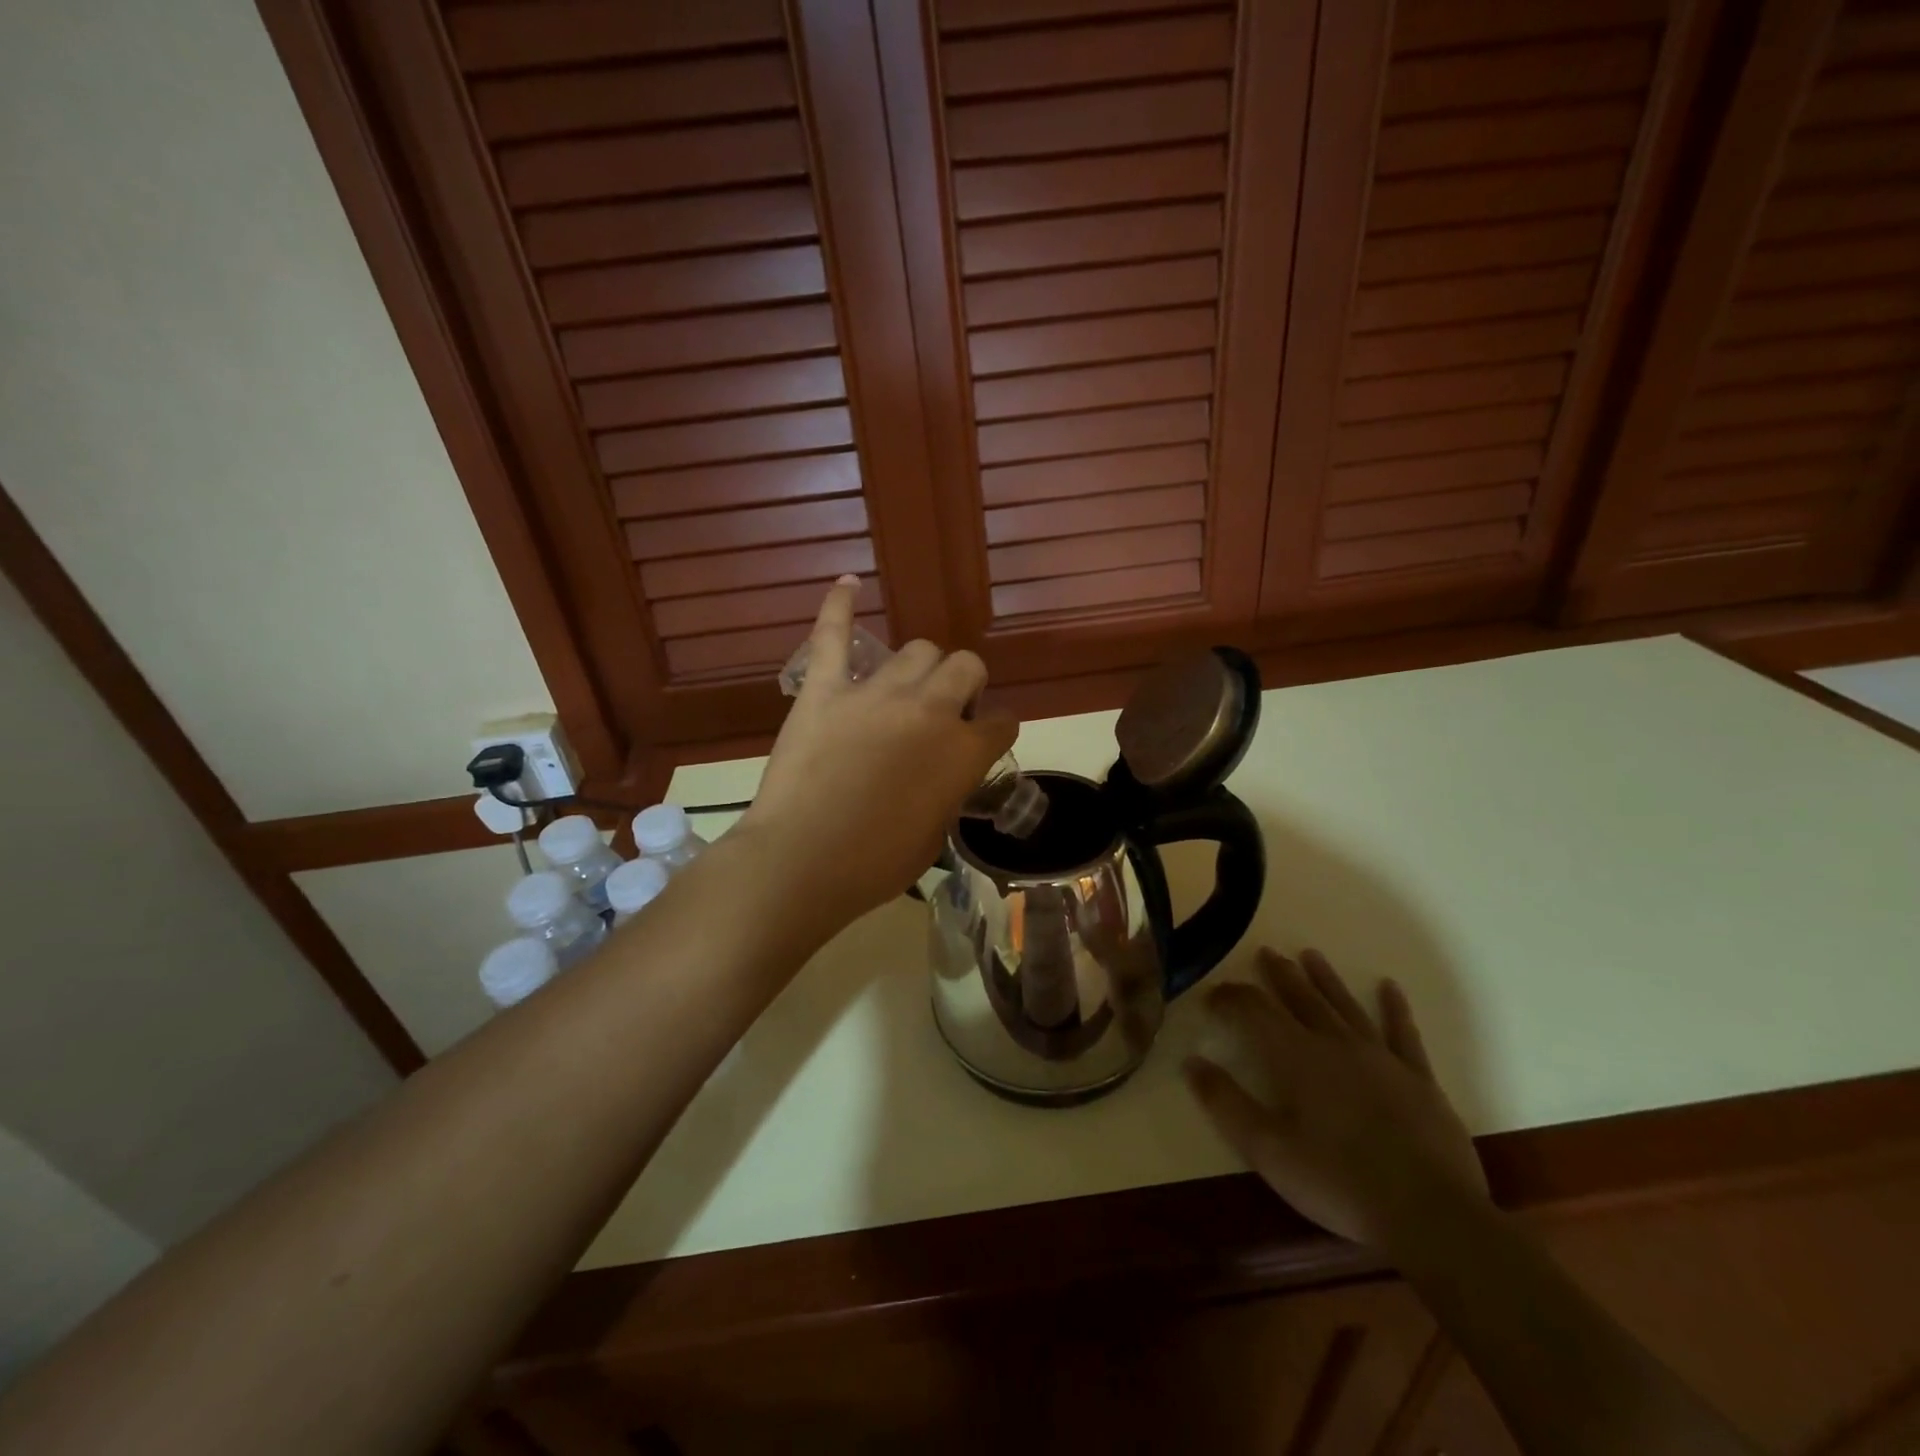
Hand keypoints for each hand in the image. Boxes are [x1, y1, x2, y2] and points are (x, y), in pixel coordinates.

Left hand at [738, 578, 1017, 932]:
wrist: (801, 862)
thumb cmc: (873, 865)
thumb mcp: (933, 837)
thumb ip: (947, 792)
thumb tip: (942, 776)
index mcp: (963, 752)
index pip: (1002, 722)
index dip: (995, 730)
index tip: (983, 739)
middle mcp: (930, 710)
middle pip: (965, 666)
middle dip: (964, 685)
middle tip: (943, 711)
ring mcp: (876, 694)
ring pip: (916, 649)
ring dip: (920, 668)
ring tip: (904, 688)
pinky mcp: (824, 690)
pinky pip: (831, 635)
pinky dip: (838, 606)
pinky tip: (847, 583)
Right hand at [1185, 949, 1488, 1250]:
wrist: (1431, 1215)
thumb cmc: (1338, 1182)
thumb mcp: (1267, 1149)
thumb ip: (1225, 1102)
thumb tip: (1191, 1061)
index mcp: (1295, 1057)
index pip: (1254, 1010)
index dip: (1230, 998)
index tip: (1212, 996)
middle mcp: (1335, 1044)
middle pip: (1301, 998)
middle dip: (1278, 975)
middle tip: (1265, 953)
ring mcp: (1381, 1058)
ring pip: (1345, 1006)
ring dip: (1325, 979)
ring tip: (1310, 955)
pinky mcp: (1419, 1080)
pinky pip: (1403, 1034)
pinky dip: (1395, 1008)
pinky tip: (1390, 987)